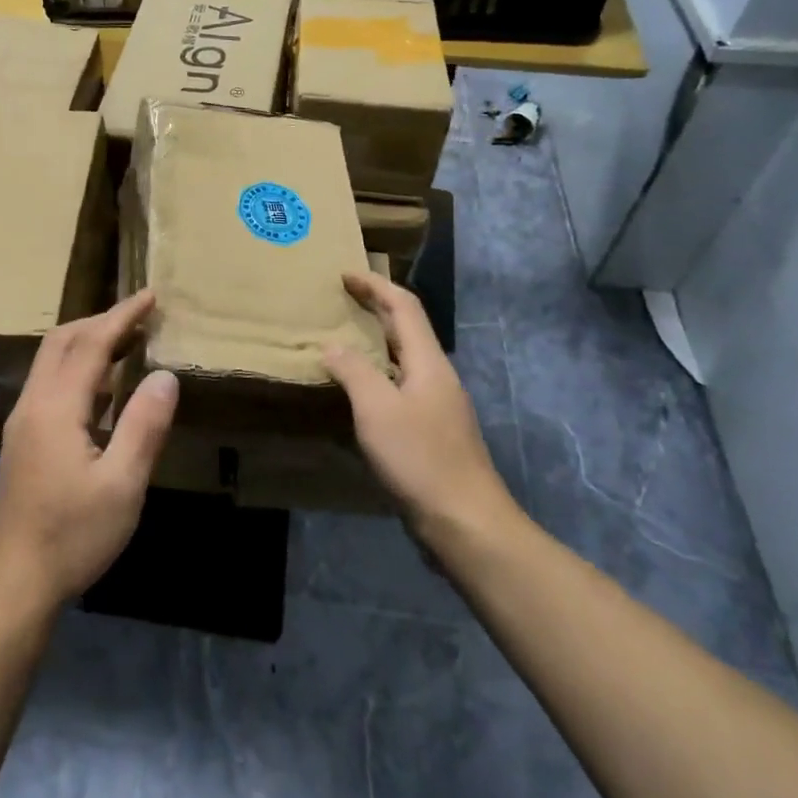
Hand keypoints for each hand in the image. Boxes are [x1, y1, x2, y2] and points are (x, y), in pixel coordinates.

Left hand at [0, 290, 179, 613]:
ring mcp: (23, 422)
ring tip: (128, 343)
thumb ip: (144, 425)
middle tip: (140, 317)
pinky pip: (50, 384)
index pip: (90, 344)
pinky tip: (104, 389)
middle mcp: (32, 404)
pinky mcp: (23, 440)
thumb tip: (165, 375)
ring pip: (52, 362)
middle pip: (61, 342)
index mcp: (55, 408)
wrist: (15, 583)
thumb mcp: (123, 485)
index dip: (122, 316)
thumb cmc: (73, 535)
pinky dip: (79, 369)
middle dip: (100, 321)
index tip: (150, 295)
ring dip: (88, 343)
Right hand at [323, 271, 523, 545]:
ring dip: (375, 342)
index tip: (344, 275)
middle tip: (340, 301)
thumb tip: (332, 346)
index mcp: (428, 362)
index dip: (375, 286)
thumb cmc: (420, 459)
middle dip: (375, 308)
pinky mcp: (432, 432)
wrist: (466, 523)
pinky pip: (400, 386)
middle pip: (407, 329)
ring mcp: (437, 406)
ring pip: (404, 359)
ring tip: (342, 340)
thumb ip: (353, 371)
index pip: (404, 307)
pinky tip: (358, 392)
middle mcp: (436, 376)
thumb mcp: (377, 410)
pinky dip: (377, 374)